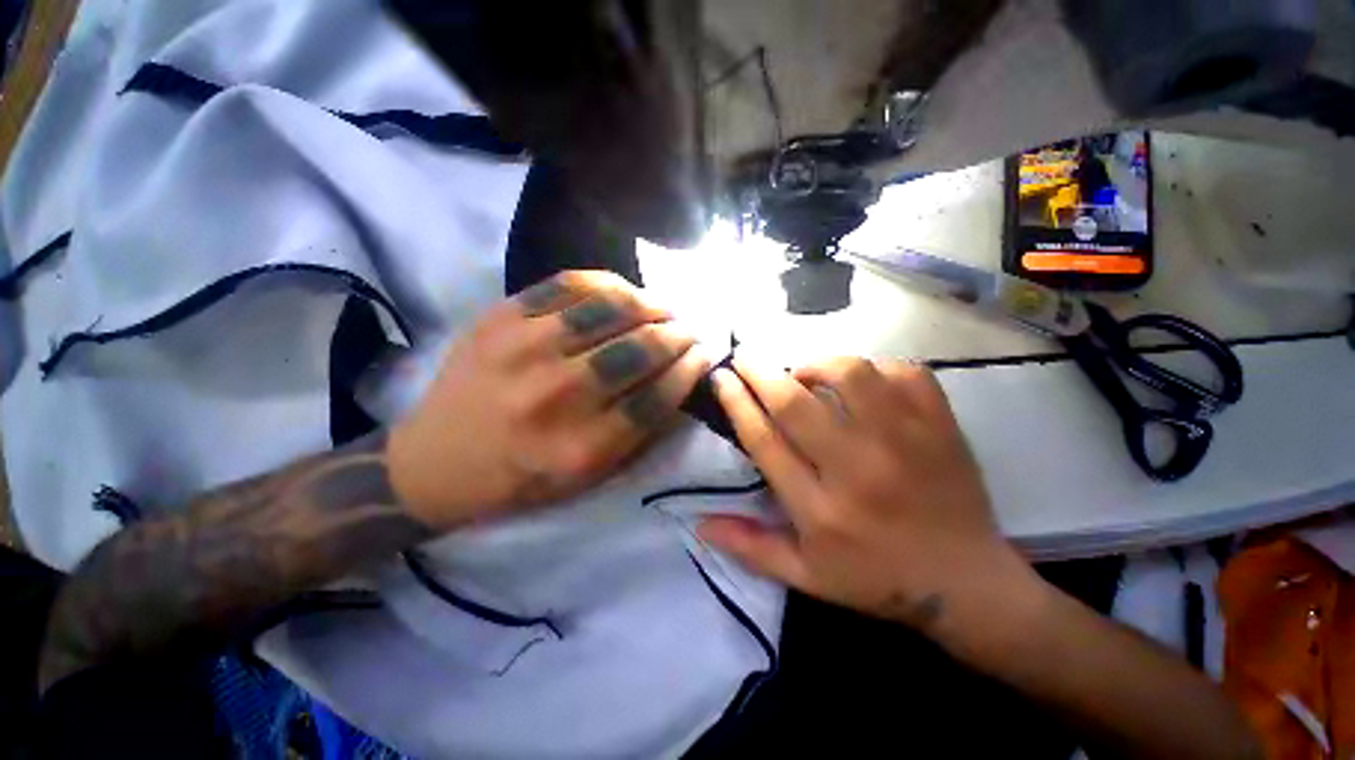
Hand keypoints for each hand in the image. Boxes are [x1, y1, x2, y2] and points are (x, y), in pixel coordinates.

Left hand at [389, 271, 709, 530]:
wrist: (435, 460)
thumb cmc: (520, 477)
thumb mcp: (586, 478)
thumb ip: (637, 433)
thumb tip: (679, 382)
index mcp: (581, 448)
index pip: (657, 398)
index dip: (690, 370)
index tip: (705, 354)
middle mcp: (556, 396)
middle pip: (639, 350)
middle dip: (678, 335)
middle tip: (691, 329)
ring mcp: (524, 349)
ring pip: (610, 309)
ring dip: (651, 305)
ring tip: (665, 308)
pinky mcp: (500, 318)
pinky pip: (568, 284)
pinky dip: (607, 284)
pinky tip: (624, 292)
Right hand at [699, 357, 1034, 632]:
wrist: (967, 585)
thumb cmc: (877, 580)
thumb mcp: (806, 577)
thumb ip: (750, 547)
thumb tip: (698, 523)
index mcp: (821, 509)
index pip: (764, 440)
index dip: (736, 403)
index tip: (722, 377)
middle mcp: (857, 469)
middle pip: (795, 403)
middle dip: (759, 372)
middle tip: (745, 356)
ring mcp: (905, 442)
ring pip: (850, 375)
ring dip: (817, 366)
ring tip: (807, 375)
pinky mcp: (940, 427)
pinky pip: (905, 372)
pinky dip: (877, 367)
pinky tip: (865, 384)